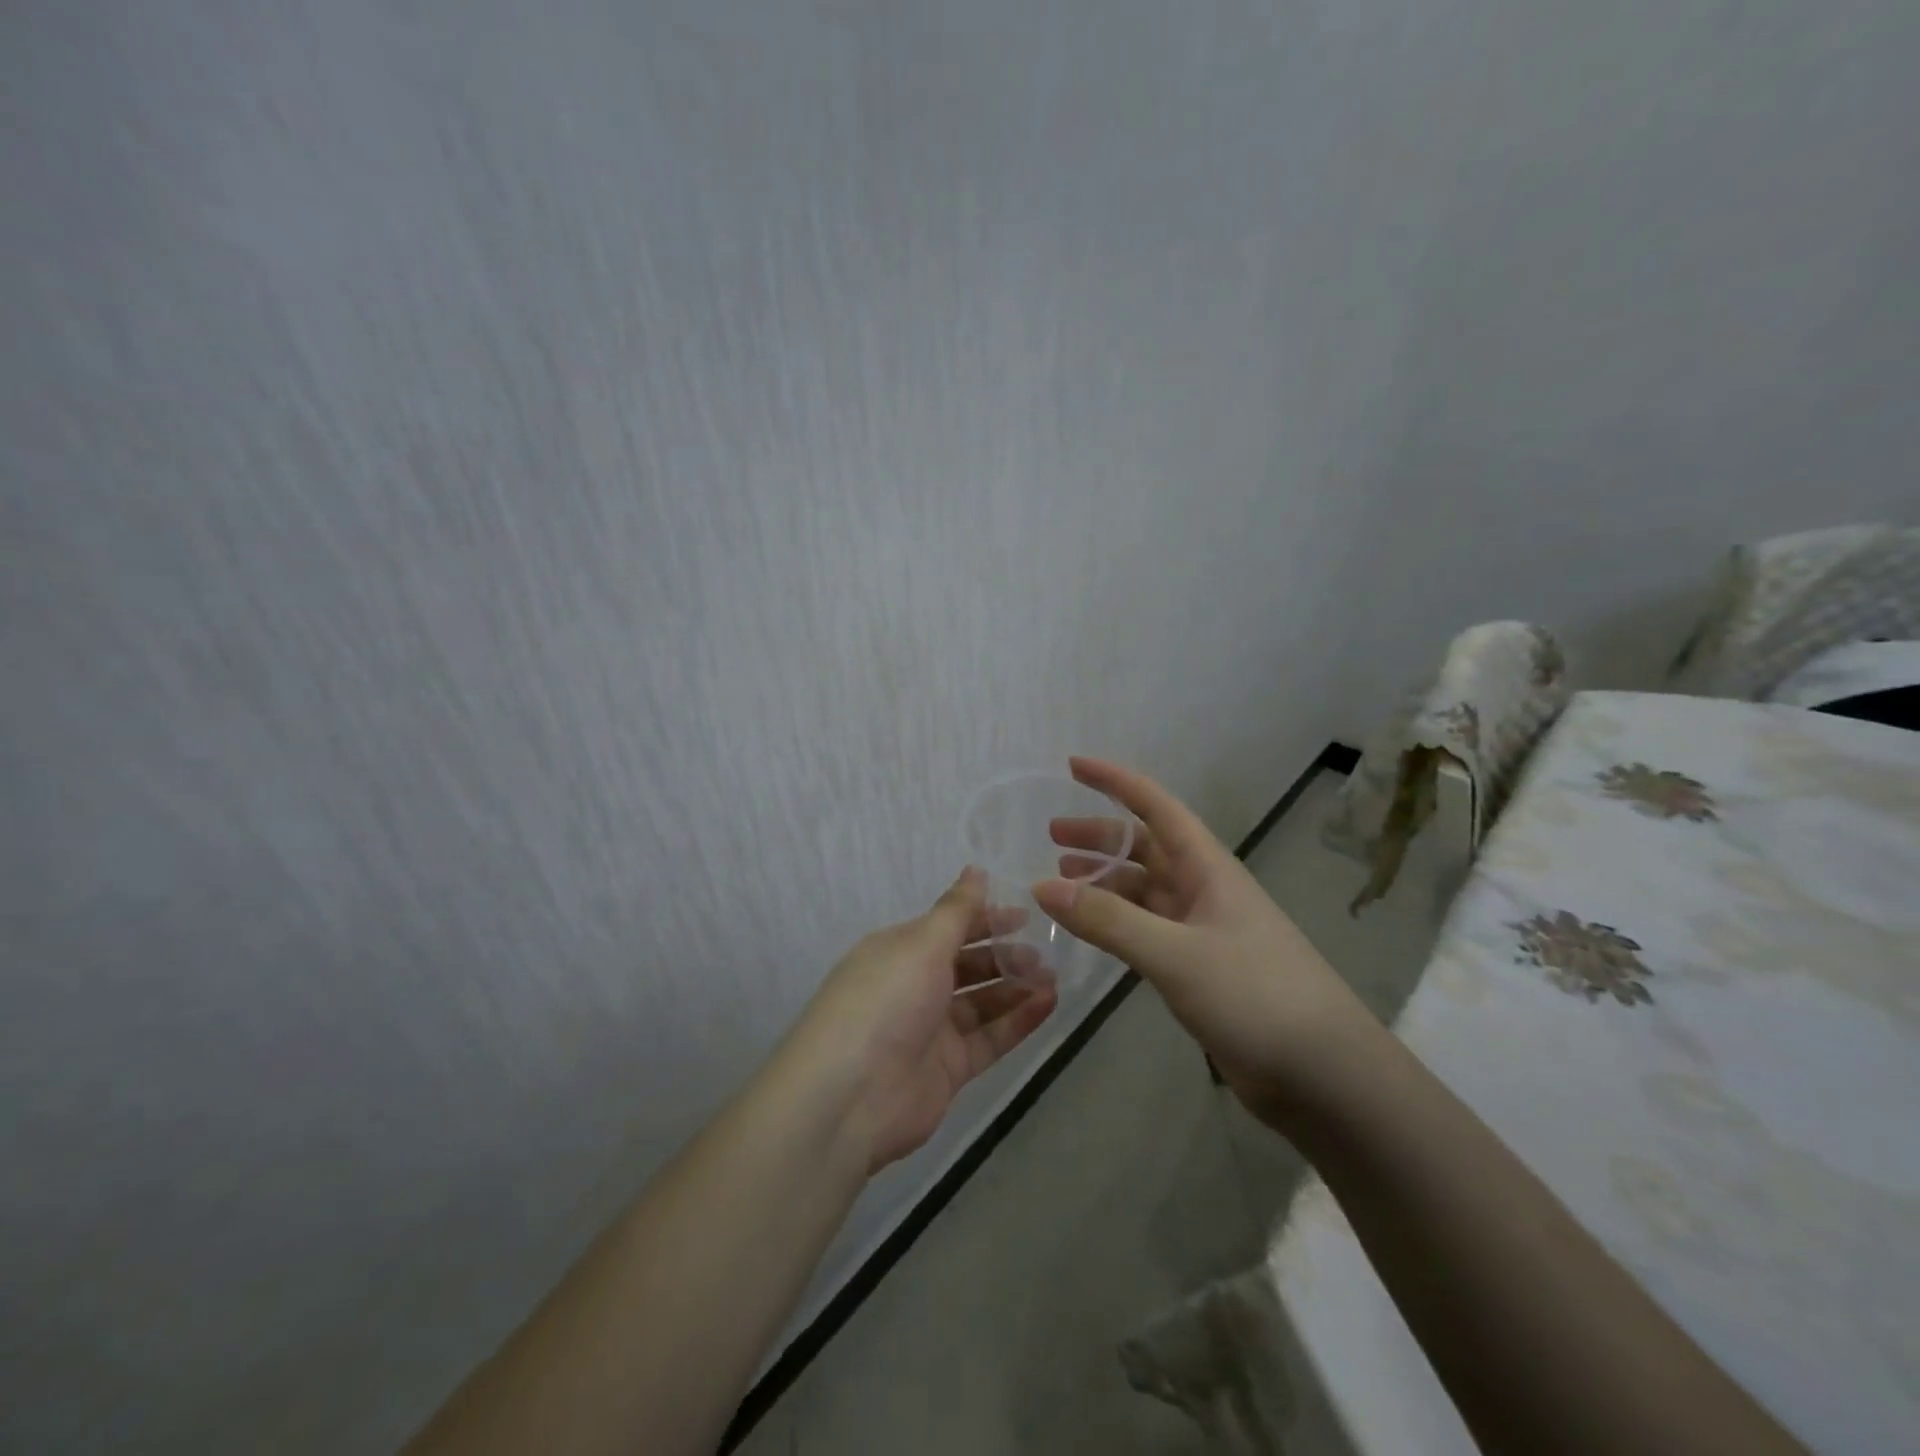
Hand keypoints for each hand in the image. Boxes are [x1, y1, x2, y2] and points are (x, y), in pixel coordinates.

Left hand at [792, 868, 1057, 1172]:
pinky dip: (1017, 1022)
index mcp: (900, 950)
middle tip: (1043, 954)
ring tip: (1053, 979)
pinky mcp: (948, 1069)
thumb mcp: (922, 944)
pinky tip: (1047, 1005)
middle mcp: (915, 986)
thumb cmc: (887, 1000)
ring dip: (1015, 988)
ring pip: (982, 1003)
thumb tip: (976, 869)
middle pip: (967, 965)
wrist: (850, 1096)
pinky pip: (989, 1038)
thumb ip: (956, 910)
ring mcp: (931, 1030)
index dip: (986, 919)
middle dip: (1004, 956)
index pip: (949, 927)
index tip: (1026, 916)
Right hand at [1035, 757, 1379, 1125]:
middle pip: (1145, 847)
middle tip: (1052, 837)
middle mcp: (1204, 889)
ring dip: (1104, 881)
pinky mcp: (1199, 968)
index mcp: (1208, 868)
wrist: (1325, 1076)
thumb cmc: (1256, 996)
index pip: (1156, 806)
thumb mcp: (1176, 954)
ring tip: (1060, 882)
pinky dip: (1115, 922)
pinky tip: (1091, 930)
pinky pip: (1147, 929)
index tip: (1073, 766)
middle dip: (1100, 836)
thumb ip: (1109, 921)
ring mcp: (1203, 930)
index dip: (1115, 782)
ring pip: (1143, 890)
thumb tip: (1042, 886)